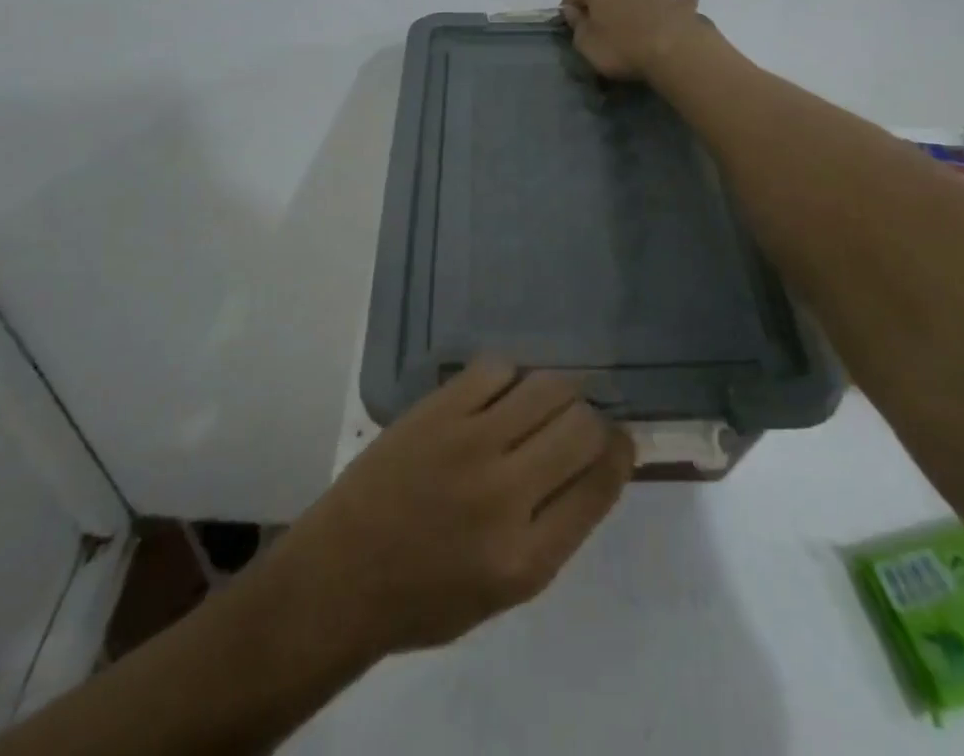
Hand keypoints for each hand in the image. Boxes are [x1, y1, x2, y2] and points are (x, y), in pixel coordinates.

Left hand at [270, 361, 633, 661]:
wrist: (343, 572)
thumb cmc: (427, 595)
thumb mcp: (507, 589)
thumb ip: (558, 526)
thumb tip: (598, 461)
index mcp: (527, 559)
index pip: (600, 485)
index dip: (620, 453)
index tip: (620, 440)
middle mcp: (504, 496)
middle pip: (581, 427)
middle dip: (593, 420)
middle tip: (579, 422)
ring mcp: (468, 444)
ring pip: (546, 387)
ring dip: (558, 391)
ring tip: (545, 402)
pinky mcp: (438, 410)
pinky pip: (496, 368)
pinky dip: (510, 376)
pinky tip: (500, 392)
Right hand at [560, 0, 706, 80]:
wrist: (675, 51)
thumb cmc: (622, 49)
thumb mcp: (587, 45)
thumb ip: (577, 26)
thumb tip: (572, 10)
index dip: (568, 5)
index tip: (569, 23)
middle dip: (602, 3)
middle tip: (601, 27)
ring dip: (634, 2)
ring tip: (634, 23)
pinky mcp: (680, 3)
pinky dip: (673, 2)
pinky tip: (676, 5)